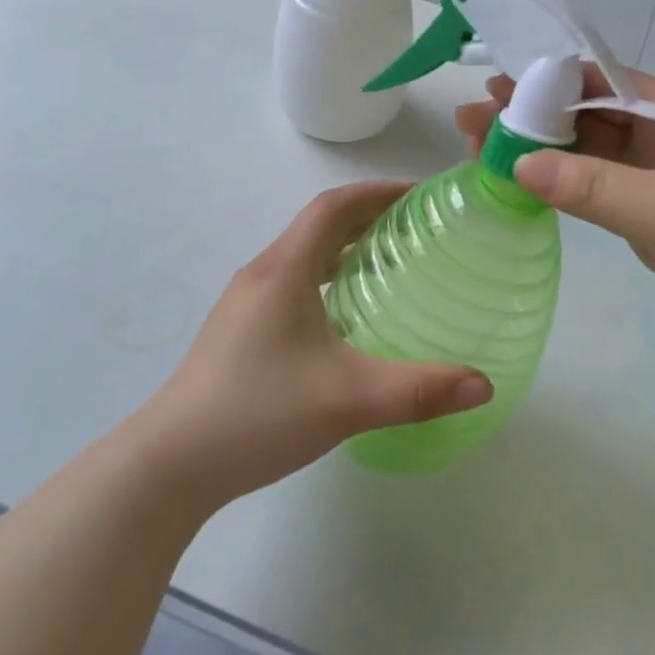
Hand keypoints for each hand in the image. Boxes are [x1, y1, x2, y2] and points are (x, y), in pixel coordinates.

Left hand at [140, 182, 493, 508]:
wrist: (170, 463)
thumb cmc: (258, 413)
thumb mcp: (348, 400)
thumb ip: (420, 390)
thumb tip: (484, 384)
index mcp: (284, 270)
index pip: (333, 206)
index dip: (376, 192)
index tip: (418, 196)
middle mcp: (262, 274)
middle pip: (318, 225)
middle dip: (367, 217)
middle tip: (415, 230)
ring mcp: (245, 303)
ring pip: (302, 256)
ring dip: (344, 248)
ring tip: (388, 265)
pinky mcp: (238, 330)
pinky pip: (291, 283)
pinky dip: (325, 279)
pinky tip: (345, 318)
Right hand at [456, 69, 654, 378]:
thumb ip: (590, 185)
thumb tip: (518, 162)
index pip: (601, 79)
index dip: (548, 77)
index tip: (497, 81)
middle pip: (587, 117)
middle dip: (533, 115)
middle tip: (472, 118)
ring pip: (588, 156)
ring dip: (542, 151)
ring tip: (482, 149)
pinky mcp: (654, 220)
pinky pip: (597, 192)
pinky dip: (562, 187)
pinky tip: (526, 184)